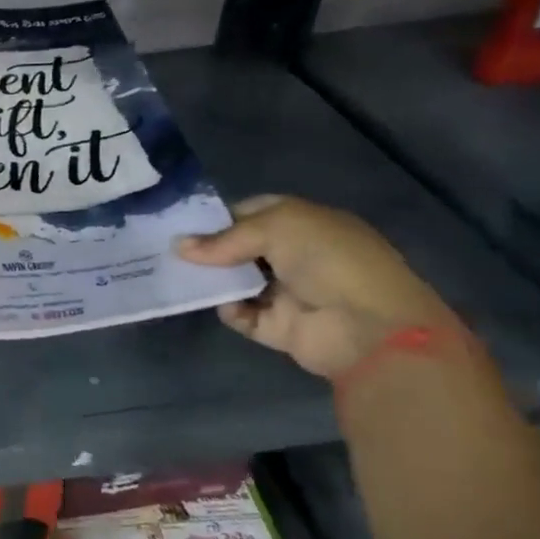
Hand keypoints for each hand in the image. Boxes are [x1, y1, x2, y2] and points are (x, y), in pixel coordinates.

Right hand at [175, 194, 462, 378]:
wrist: (369, 327)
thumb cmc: (329, 260)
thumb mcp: (277, 228)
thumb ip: (225, 238)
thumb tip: (178, 246)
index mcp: (306, 224)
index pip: (254, 211)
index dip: (221, 215)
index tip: (185, 223)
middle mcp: (296, 255)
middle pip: (240, 248)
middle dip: (209, 249)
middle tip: (171, 251)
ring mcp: (287, 292)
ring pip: (236, 281)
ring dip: (213, 280)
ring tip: (182, 276)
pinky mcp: (279, 326)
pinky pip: (242, 315)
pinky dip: (230, 310)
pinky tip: (227, 305)